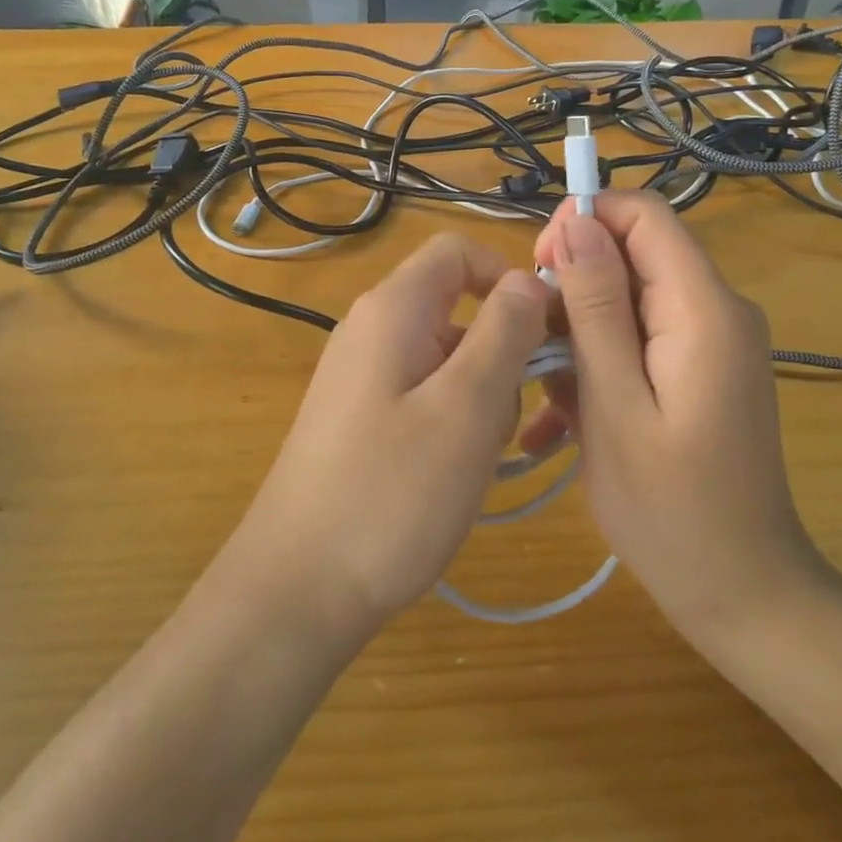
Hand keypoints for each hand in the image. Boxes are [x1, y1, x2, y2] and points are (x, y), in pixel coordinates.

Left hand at [227, 234, 550, 640]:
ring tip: (475, 461)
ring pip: (446, 358)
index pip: (458, 252)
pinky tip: (451, 477)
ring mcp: (362, 376)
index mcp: (392, 309)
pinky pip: (423, 395)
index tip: (545, 332)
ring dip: (479, 397)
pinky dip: (451, 423)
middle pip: (457, 308)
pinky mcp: (360, 418)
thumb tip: (527, 279)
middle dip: (498, 353)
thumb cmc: (390, 493)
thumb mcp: (466, 407)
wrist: (296, 590)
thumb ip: (504, 331)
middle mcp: (371, 329)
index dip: (507, 277)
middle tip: (506, 418)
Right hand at [528, 192, 825, 653]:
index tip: (538, 268)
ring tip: (546, 396)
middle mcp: (717, 309)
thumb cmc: (670, 510)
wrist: (746, 596)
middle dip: (573, 286)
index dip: (585, 221)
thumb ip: (595, 307)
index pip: (644, 214)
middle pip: (634, 254)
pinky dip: (599, 361)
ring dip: (578, 333)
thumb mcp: (615, 405)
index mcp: (703, 308)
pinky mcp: (700, 368)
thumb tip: (577, 222)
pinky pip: (639, 337)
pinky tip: (564, 416)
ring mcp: (711, 341)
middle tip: (533, 346)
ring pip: (628, 298)